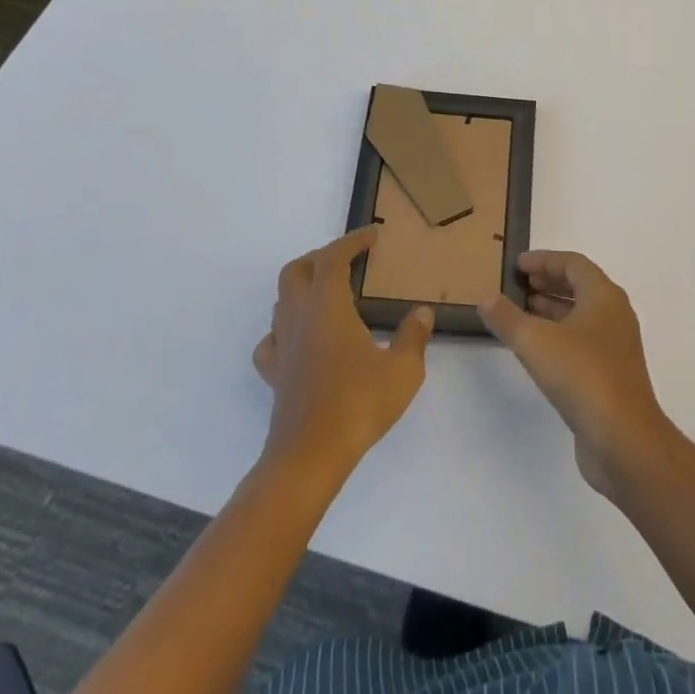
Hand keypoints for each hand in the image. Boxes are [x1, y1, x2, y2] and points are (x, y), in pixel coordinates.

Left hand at [253, 228, 432, 482]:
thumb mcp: (402, 370)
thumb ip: (413, 336)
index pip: (333, 258)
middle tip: (348, 260)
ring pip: (282, 301)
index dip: (352, 241)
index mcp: (327, 306)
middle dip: (320, 257)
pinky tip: (303, 338)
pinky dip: (285, 328)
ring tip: (330, 294)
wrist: (309, 458)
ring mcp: (283, 347)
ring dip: (303, 287)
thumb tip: (422, 313)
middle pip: (296, 271)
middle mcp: (299, 318)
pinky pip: (272, 340)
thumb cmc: (358, 405)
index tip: (373, 235)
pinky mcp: (275, 375)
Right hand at [480, 252, 673, 497]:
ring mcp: (616, 347)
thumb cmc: (582, 375)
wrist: (623, 439)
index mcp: (604, 296)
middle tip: (518, 286)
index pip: (574, 264)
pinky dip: (559, 336)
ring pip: (581, 316)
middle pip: (580, 287)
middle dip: (548, 283)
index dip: (545, 260)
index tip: (518, 265)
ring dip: (552, 310)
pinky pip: (583, 342)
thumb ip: (507, 318)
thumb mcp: (535, 342)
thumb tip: (485, 297)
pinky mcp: (612, 376)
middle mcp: (615, 315)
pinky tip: (537, 351)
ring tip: (521, 313)